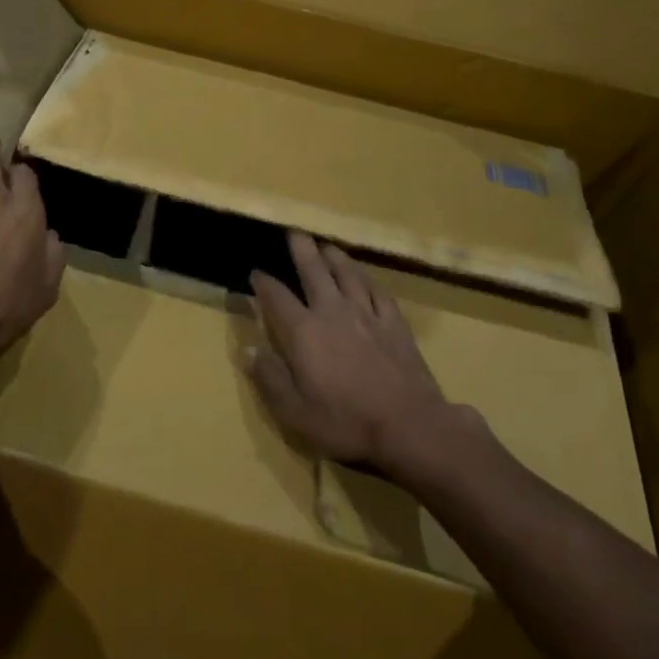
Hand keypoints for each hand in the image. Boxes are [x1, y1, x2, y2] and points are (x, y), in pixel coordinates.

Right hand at [246, 230, 466, 475]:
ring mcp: (366, 314)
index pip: (276, 297)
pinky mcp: (394, 323)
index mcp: (303, 332)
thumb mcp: (295, 412)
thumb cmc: (346, 422)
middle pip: (313, 271)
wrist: (410, 426)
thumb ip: (269, 378)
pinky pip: (378, 291)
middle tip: (294, 232)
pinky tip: (364, 276)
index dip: (263, 282)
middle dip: (301, 250)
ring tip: (326, 245)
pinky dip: (368, 279)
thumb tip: (248, 348)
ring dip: (334, 257)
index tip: (255, 272)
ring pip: (347, 274)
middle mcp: (332, 312)